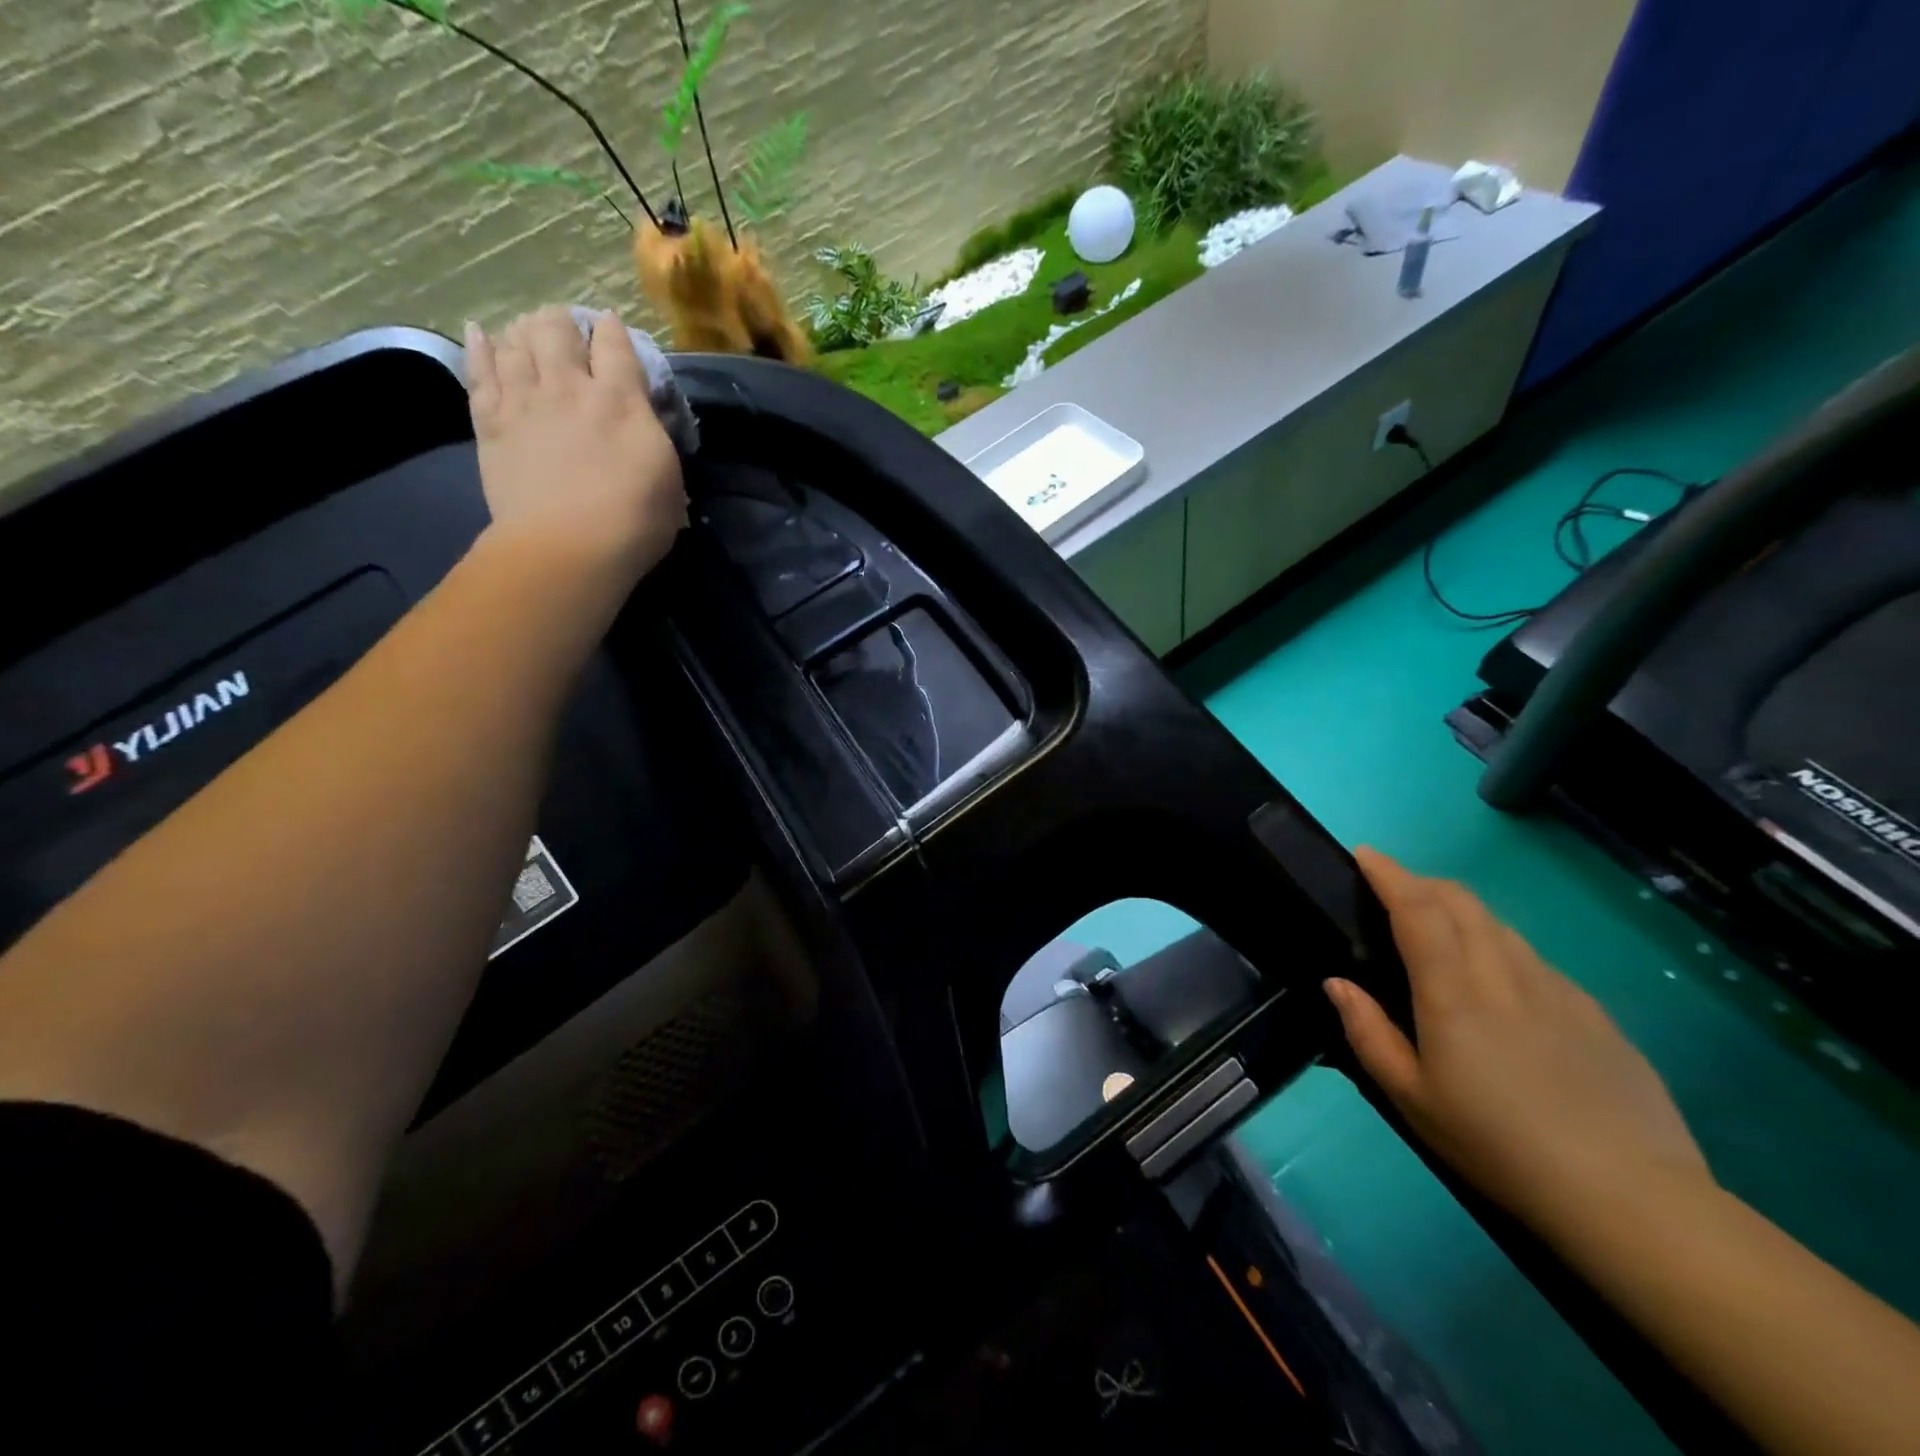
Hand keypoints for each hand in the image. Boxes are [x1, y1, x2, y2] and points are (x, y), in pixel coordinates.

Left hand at [464, 306, 686, 582]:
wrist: (567, 549)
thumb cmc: (634, 522)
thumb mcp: (669, 479)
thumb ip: (654, 439)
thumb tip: (644, 420)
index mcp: (621, 401)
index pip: (616, 345)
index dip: (613, 330)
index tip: (612, 327)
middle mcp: (569, 387)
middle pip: (558, 330)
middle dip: (564, 323)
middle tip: (568, 330)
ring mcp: (524, 402)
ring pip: (517, 342)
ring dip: (525, 330)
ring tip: (529, 330)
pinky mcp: (490, 423)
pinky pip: (480, 372)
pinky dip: (481, 348)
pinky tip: (481, 332)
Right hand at [1325, 849, 1713, 1232]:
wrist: (1631, 1198)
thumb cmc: (1499, 1146)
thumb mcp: (1413, 1100)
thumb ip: (1369, 1034)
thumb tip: (1337, 983)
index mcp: (1454, 993)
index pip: (1417, 909)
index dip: (1389, 874)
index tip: (1365, 854)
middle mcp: (1505, 974)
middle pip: (1462, 901)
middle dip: (1423, 882)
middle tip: (1394, 890)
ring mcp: (1558, 990)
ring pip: (1500, 925)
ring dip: (1461, 911)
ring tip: (1440, 932)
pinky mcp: (1595, 1013)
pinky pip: (1534, 959)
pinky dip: (1500, 947)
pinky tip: (1499, 986)